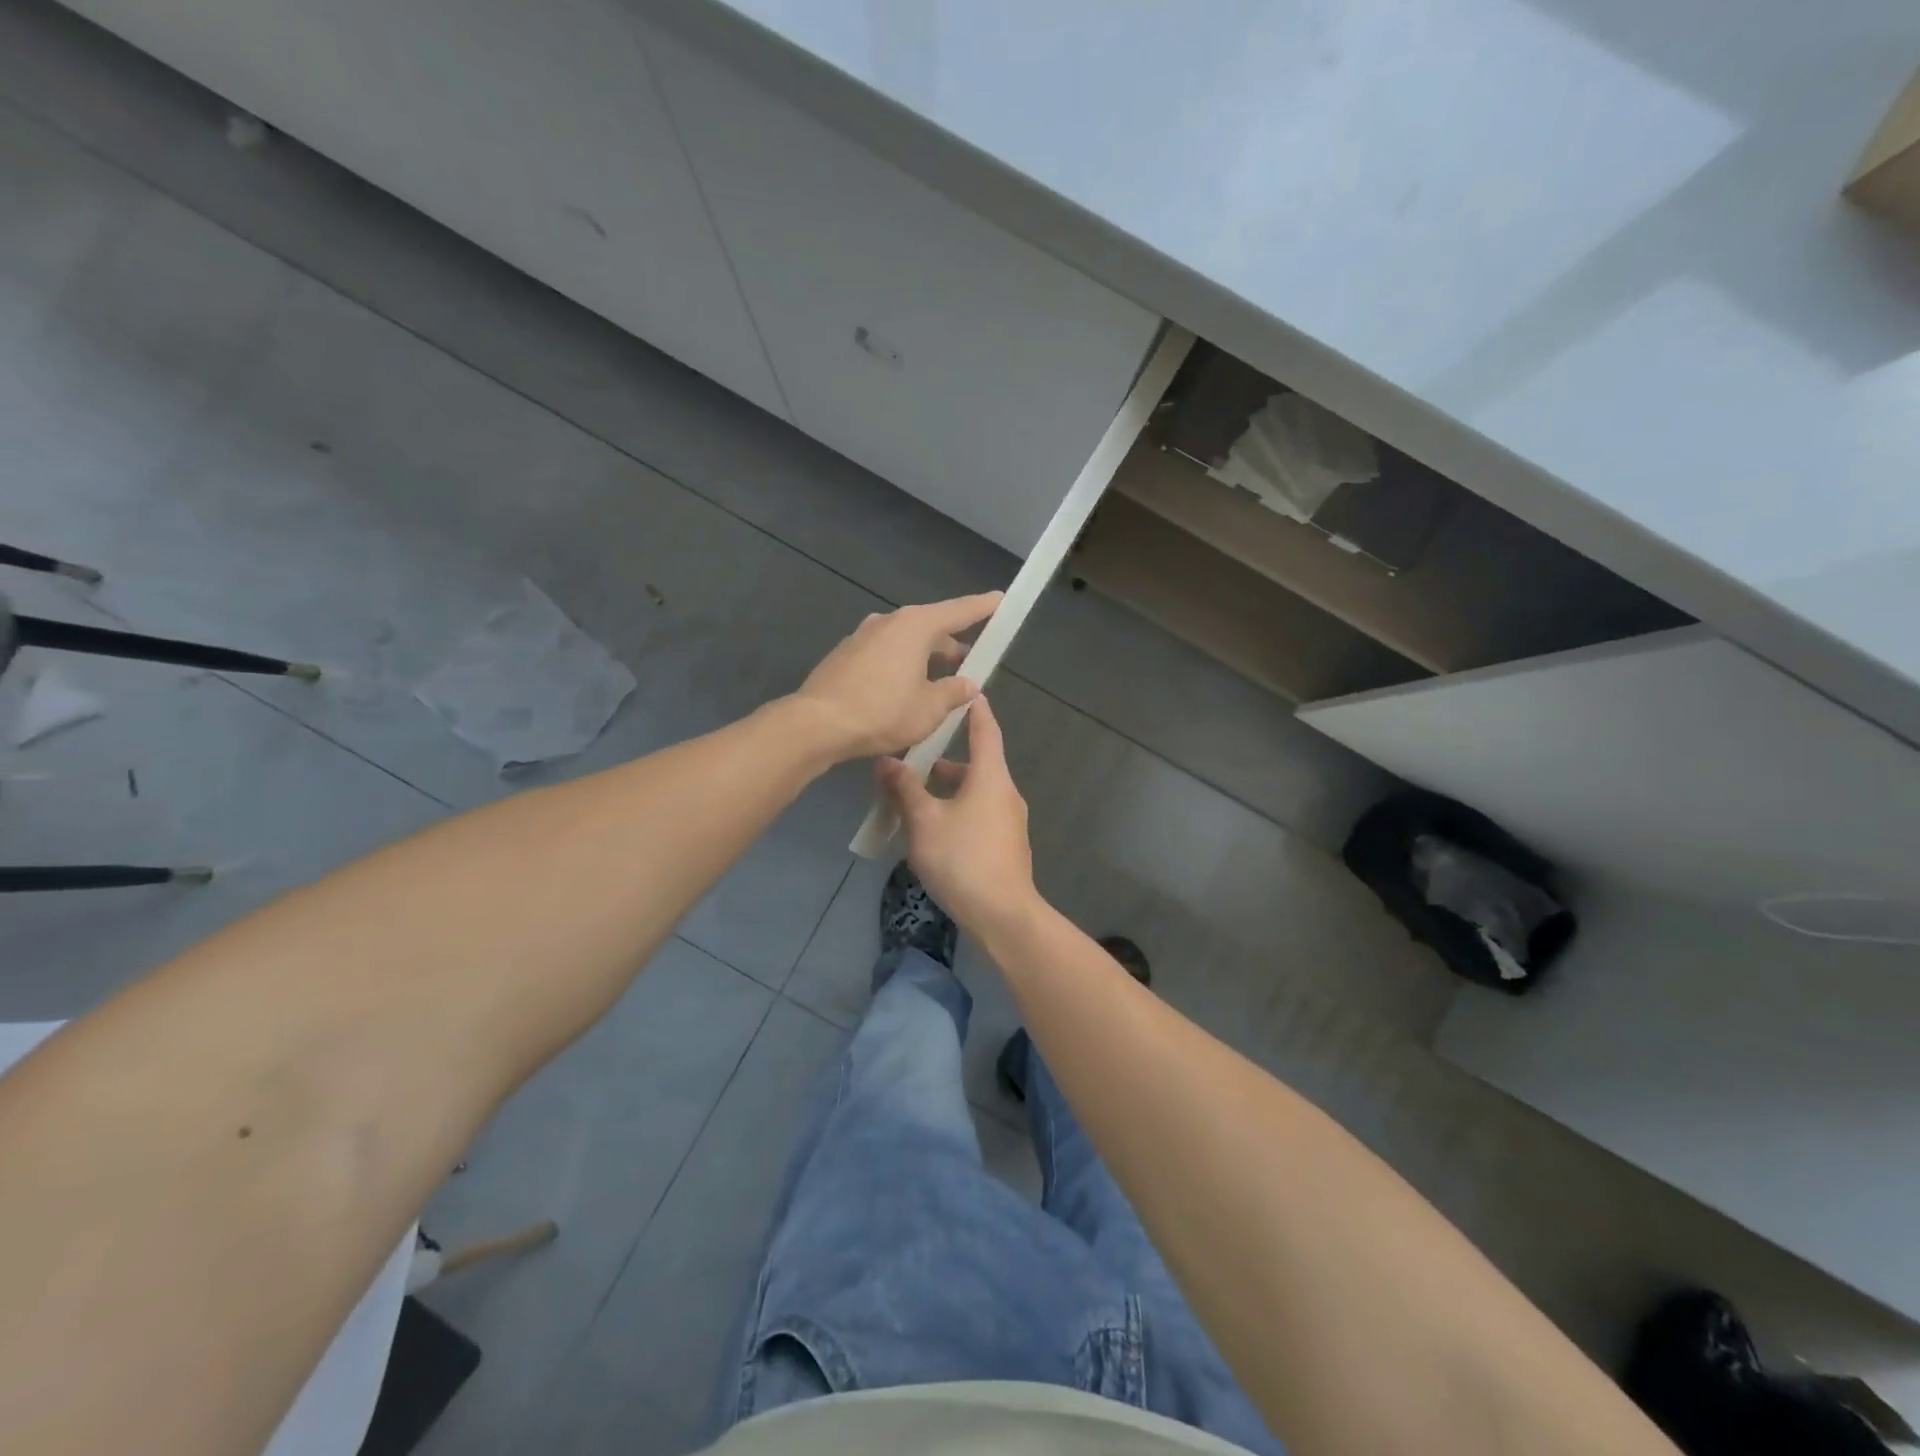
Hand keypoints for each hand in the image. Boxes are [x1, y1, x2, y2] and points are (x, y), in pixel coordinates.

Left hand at [791, 592, 1001, 759]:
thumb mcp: (929, 709)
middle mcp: (888, 622)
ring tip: (938, 682)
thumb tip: (968, 684)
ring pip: (905, 641)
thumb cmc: (882, 711)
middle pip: (930, 626)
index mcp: (915, 626)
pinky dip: (901, 665)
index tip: (1000, 600)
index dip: (982, 607)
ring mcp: (862, 636)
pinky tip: (904, 691)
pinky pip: (884, 654)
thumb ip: (953, 693)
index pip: (959, 611)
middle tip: (969, 660)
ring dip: (925, 657)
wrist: (817, 724)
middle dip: (951, 642)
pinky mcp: (845, 655)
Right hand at [877, 694, 1038, 936]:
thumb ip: (904, 789)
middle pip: (978, 764)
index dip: (975, 710)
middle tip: (915, 757)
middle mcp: (1005, 793)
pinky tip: (934, 831)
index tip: (967, 692)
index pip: (986, 730)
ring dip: (949, 790)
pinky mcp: (1006, 845)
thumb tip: (885, 760)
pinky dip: (958, 810)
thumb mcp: (923, 821)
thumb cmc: (962, 858)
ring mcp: (1009, 821)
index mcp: (990, 777)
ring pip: (976, 792)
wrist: (1002, 914)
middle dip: (946, 760)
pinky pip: (980, 814)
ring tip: (915, 798)